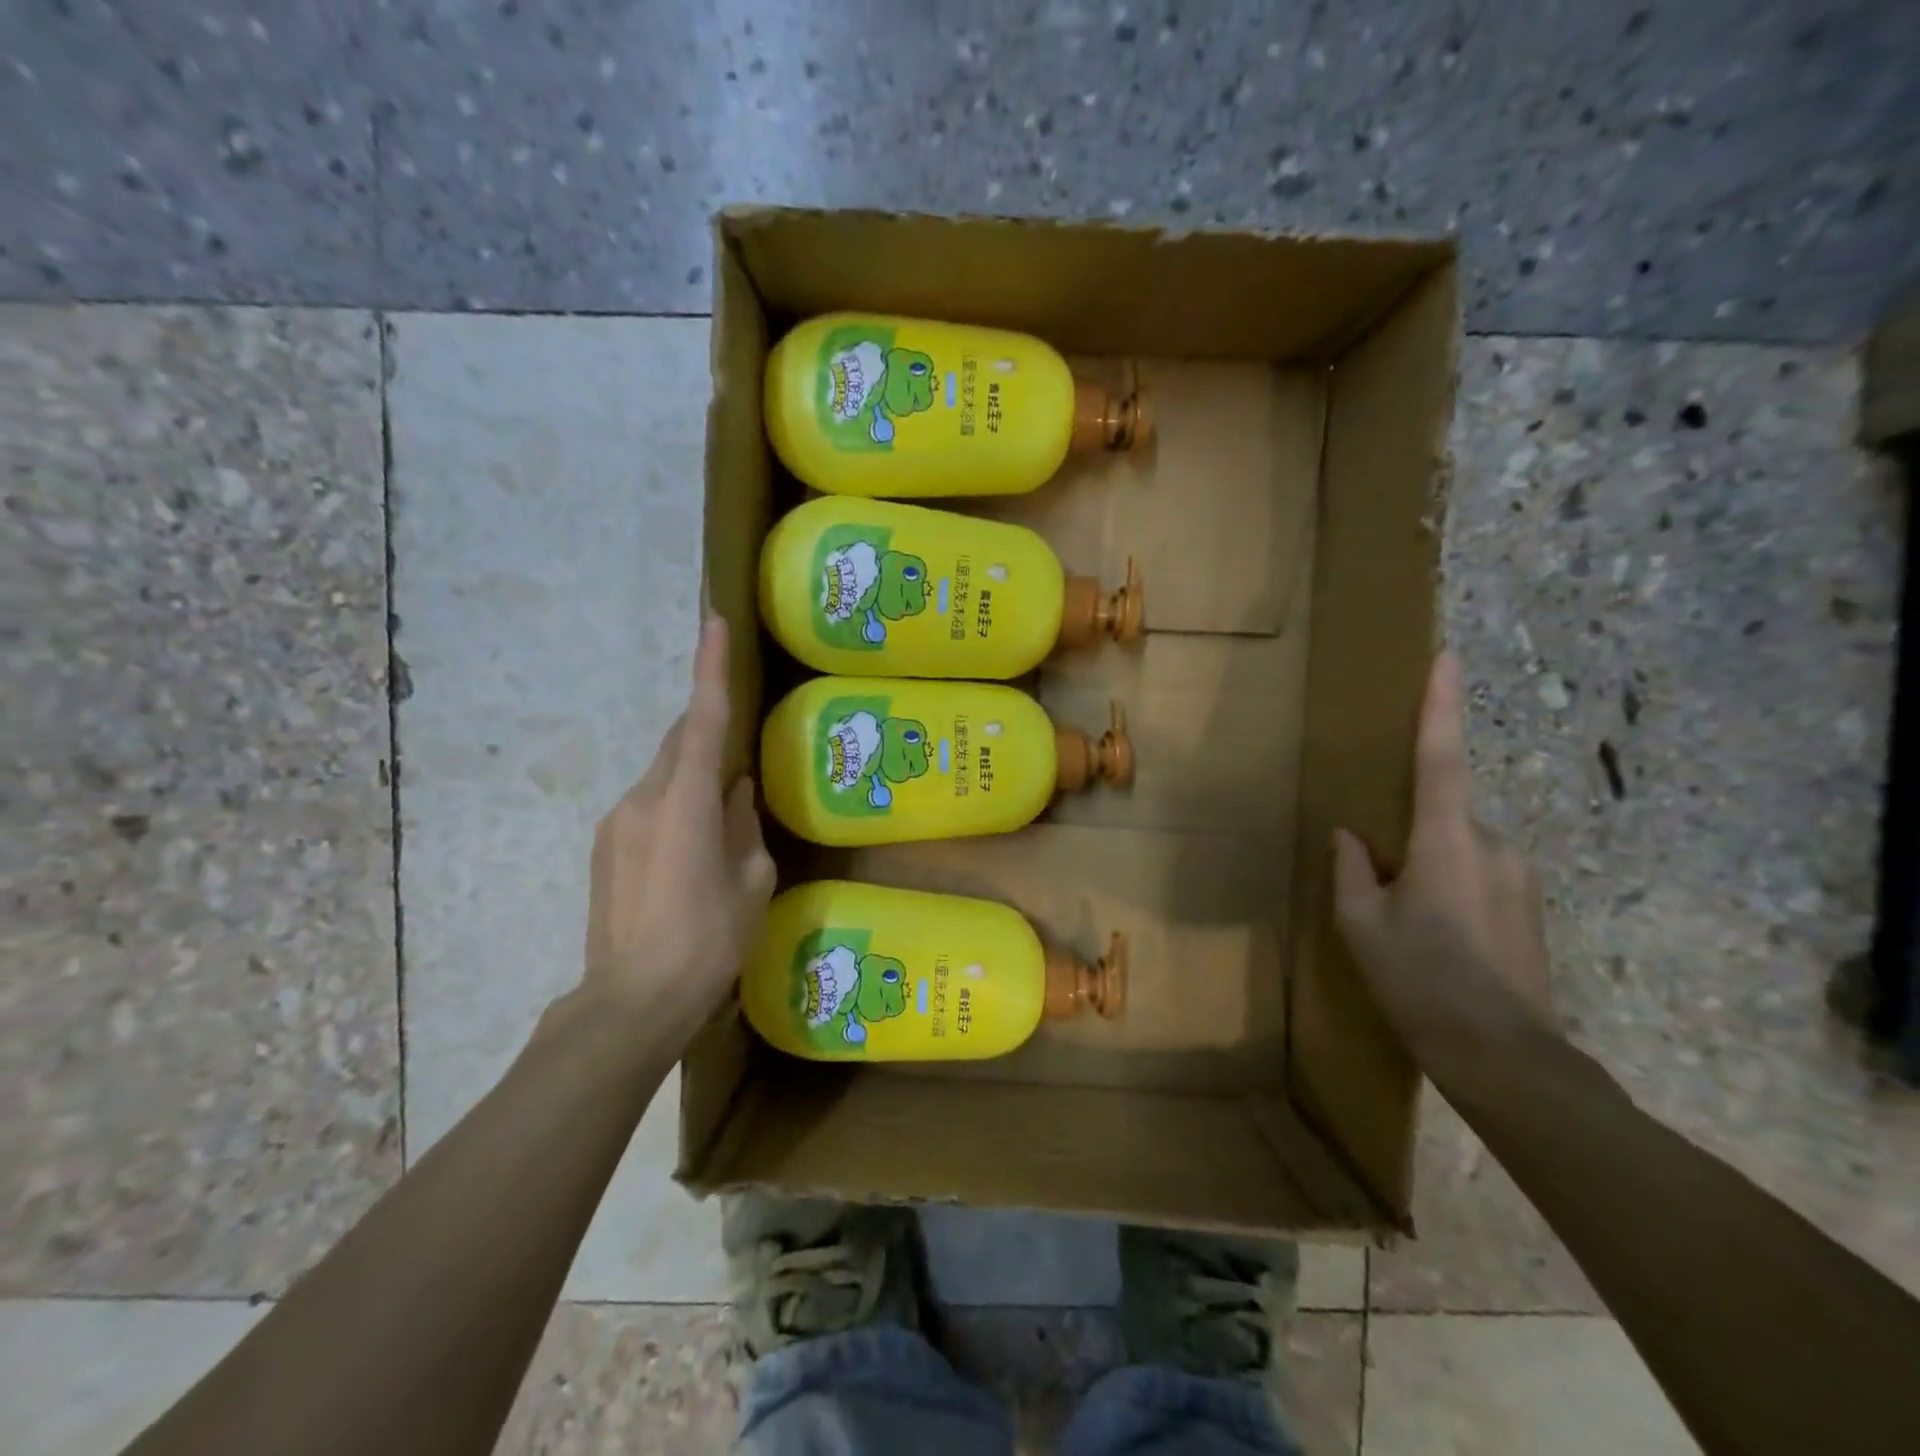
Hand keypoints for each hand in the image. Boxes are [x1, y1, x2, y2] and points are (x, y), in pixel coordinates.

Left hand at [582, 616, 775, 1039]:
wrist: (631, 1002)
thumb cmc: (707, 942)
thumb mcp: (749, 882)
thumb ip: (743, 824)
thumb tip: (735, 791)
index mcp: (684, 802)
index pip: (701, 720)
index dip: (709, 667)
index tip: (714, 621)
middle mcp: (643, 798)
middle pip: (678, 742)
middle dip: (706, 727)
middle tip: (739, 736)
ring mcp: (616, 822)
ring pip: (663, 775)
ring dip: (692, 775)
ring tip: (721, 811)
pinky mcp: (604, 846)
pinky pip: (648, 804)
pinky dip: (675, 803)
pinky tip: (692, 844)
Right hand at [1331, 653, 1554, 1065]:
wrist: (1506, 1058)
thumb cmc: (1421, 981)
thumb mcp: (1362, 924)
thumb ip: (1353, 869)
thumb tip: (1351, 836)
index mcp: (1446, 840)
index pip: (1440, 758)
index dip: (1441, 706)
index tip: (1447, 658)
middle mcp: (1493, 844)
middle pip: (1442, 814)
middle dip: (1410, 836)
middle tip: (1385, 890)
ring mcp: (1521, 876)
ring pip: (1460, 849)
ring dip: (1429, 869)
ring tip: (1412, 928)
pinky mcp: (1532, 906)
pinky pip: (1480, 875)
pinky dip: (1452, 890)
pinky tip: (1440, 942)